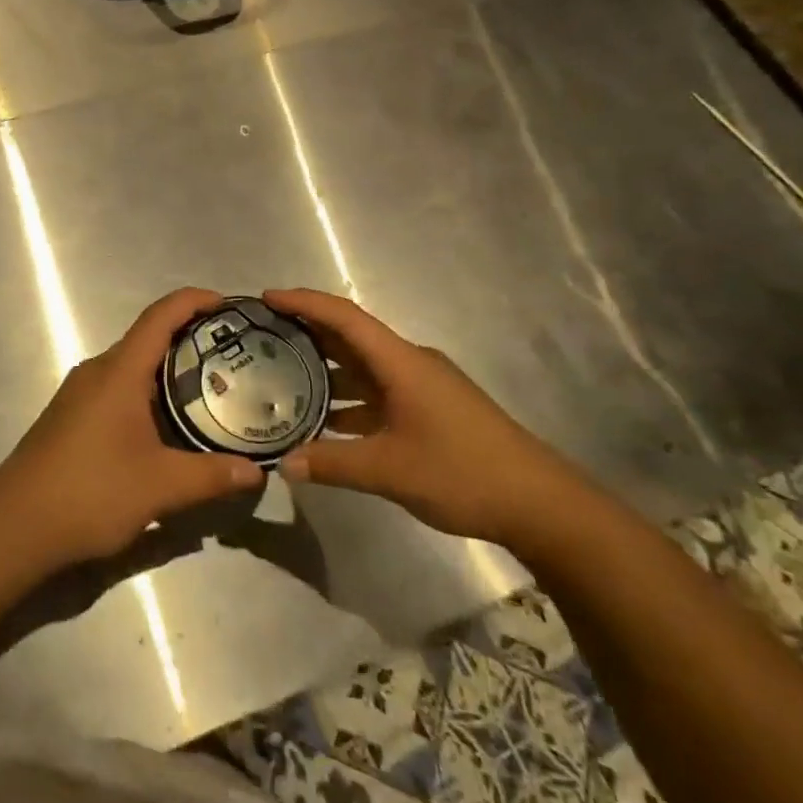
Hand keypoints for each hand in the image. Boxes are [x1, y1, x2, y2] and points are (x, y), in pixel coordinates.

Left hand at [0, 288, 266, 565]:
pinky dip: (150, 393)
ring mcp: (81, 393)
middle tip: (234, 356)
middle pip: (148, 338)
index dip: (195, 301)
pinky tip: (169, 425)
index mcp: (119, 371)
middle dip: (191, 339)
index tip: (230, 305)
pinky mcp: (73, 416)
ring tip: (211, 390)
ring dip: (169, 370)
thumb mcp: (160, 486)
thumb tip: (257, 473)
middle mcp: (98, 371)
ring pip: (133, 366)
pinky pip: (119, 388)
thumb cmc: (90, 491)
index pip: (160, 315)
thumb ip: (211, 476)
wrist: (15, 524)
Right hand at [266, 288, 590, 548]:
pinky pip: (377, 392)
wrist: (540, 504)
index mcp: (400, 362)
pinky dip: (348, 400)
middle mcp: (409, 364)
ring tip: (282, 377)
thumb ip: (333, 464)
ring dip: (326, 369)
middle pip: (350, 336)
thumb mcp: (390, 470)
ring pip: (363, 367)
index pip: (344, 317)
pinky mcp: (430, 409)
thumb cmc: (463, 472)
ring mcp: (422, 387)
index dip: (304, 302)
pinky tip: (324, 422)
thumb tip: (284, 465)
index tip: (266, 298)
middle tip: (262, 337)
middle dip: (307, 332)